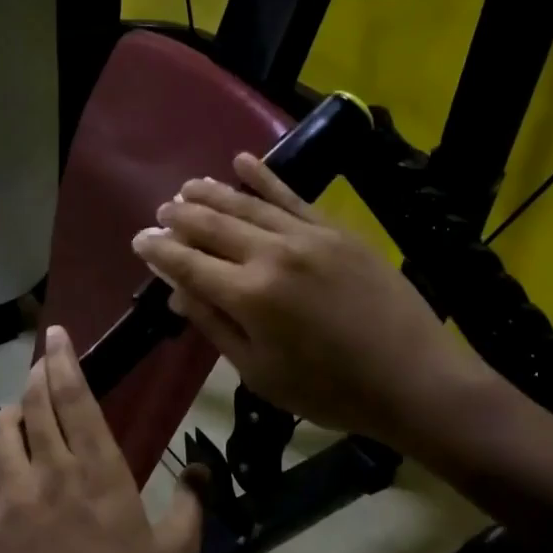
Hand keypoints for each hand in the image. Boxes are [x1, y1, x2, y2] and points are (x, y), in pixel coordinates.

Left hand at [0, 326, 203, 552]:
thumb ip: (192, 502)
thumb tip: (201, 468)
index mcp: (100, 472)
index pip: (76, 400)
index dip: (64, 362)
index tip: (56, 335)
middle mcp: (51, 474)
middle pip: (36, 406)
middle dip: (37, 374)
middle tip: (41, 358)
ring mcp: (14, 500)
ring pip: (1, 435)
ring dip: (11, 411)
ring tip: (21, 406)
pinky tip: (7, 471)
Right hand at [131, 153, 495, 448]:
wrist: (413, 378)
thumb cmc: (330, 391)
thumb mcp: (261, 373)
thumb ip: (217, 327)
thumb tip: (178, 295)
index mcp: (249, 297)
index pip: (188, 264)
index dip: (159, 252)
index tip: (140, 241)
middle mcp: (272, 254)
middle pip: (213, 226)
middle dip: (181, 217)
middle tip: (161, 212)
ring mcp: (308, 236)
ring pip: (248, 204)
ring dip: (212, 193)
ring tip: (187, 187)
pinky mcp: (337, 231)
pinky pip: (292, 196)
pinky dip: (264, 178)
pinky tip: (242, 161)